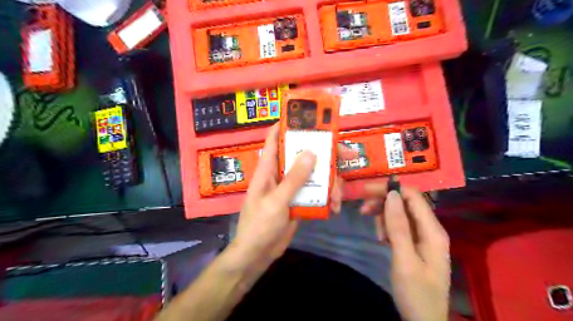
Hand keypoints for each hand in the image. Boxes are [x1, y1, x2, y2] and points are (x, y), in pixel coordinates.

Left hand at [232, 124, 356, 267]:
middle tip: (347, 153)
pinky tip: (335, 207)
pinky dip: (327, 196)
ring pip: (314, 174)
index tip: (308, 116)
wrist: (257, 255)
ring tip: (339, 196)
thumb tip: (311, 152)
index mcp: (268, 169)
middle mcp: (281, 174)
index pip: (274, 139)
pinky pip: (316, 191)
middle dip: (324, 153)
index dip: (287, 124)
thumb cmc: (259, 225)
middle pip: (302, 155)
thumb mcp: (277, 201)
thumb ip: (294, 178)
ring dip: (330, 181)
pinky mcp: (300, 200)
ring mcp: (291, 188)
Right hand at [362, 184, 452, 319]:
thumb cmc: (415, 293)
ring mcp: (423, 237)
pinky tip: (381, 238)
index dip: (390, 190)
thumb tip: (392, 194)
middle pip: (406, 203)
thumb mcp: (404, 259)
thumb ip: (399, 226)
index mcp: (433, 231)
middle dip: (384, 203)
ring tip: (376, 233)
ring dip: (384, 217)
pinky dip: (387, 228)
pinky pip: (400, 227)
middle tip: (363, 211)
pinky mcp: (415, 244)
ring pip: (400, 214)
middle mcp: (430, 229)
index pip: (413, 196)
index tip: (366, 191)